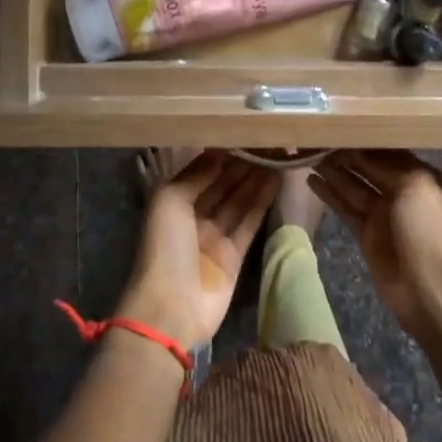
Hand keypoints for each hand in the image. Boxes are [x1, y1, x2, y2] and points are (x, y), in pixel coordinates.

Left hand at [119, 152, 276, 349]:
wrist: (171, 307)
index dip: (221, 155)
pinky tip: (275, 181)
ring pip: (238, 201)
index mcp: (172, 202)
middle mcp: (193, 217)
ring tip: (276, 155)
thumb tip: (219, 151)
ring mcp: (214, 237)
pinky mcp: (234, 256)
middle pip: (221, 185)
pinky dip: (261, 202)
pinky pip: (249, 223)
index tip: (243, 134)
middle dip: (241, 165)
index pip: (200, 172)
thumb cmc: (164, 247)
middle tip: (266, 142)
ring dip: (255, 180)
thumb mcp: (170, 200)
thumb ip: (196, 175)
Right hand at [309, 150, 441, 347]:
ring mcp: (382, 214)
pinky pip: (345, 208)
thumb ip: (386, 165)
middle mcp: (401, 191)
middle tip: (315, 136)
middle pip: (367, 167)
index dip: (363, 138)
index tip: (337, 124)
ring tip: (307, 152)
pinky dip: (329, 194)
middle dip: (345, 152)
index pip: (387, 150)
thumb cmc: (429, 232)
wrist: (433, 292)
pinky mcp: (366, 234)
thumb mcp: (415, 187)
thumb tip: (357, 149)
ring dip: (333, 170)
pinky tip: (311, 179)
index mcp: (420, 176)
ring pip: (353, 185)